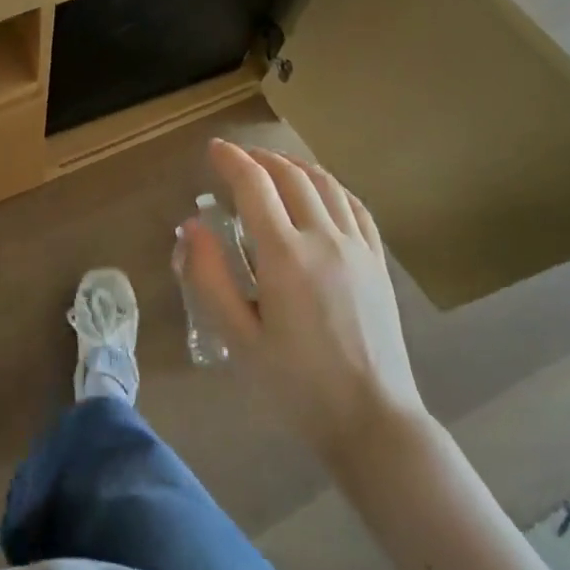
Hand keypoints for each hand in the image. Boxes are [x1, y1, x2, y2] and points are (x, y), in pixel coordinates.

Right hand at [182, 139, 427, 457]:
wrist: (373, 420)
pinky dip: (331, 186)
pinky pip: (355, 206)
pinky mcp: (378, 262)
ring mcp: (357, 247)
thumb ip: (210, 277)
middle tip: (237, 157)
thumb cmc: (296, 384)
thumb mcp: (238, 337)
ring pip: (326, 184)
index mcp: (285, 255)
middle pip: (291, 176)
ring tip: (273, 165)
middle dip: (260, 158)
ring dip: (295, 166)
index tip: (213, 149)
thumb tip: (191, 226)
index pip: (254, 185)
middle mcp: (323, 238)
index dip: (231, 160)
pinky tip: (320, 191)